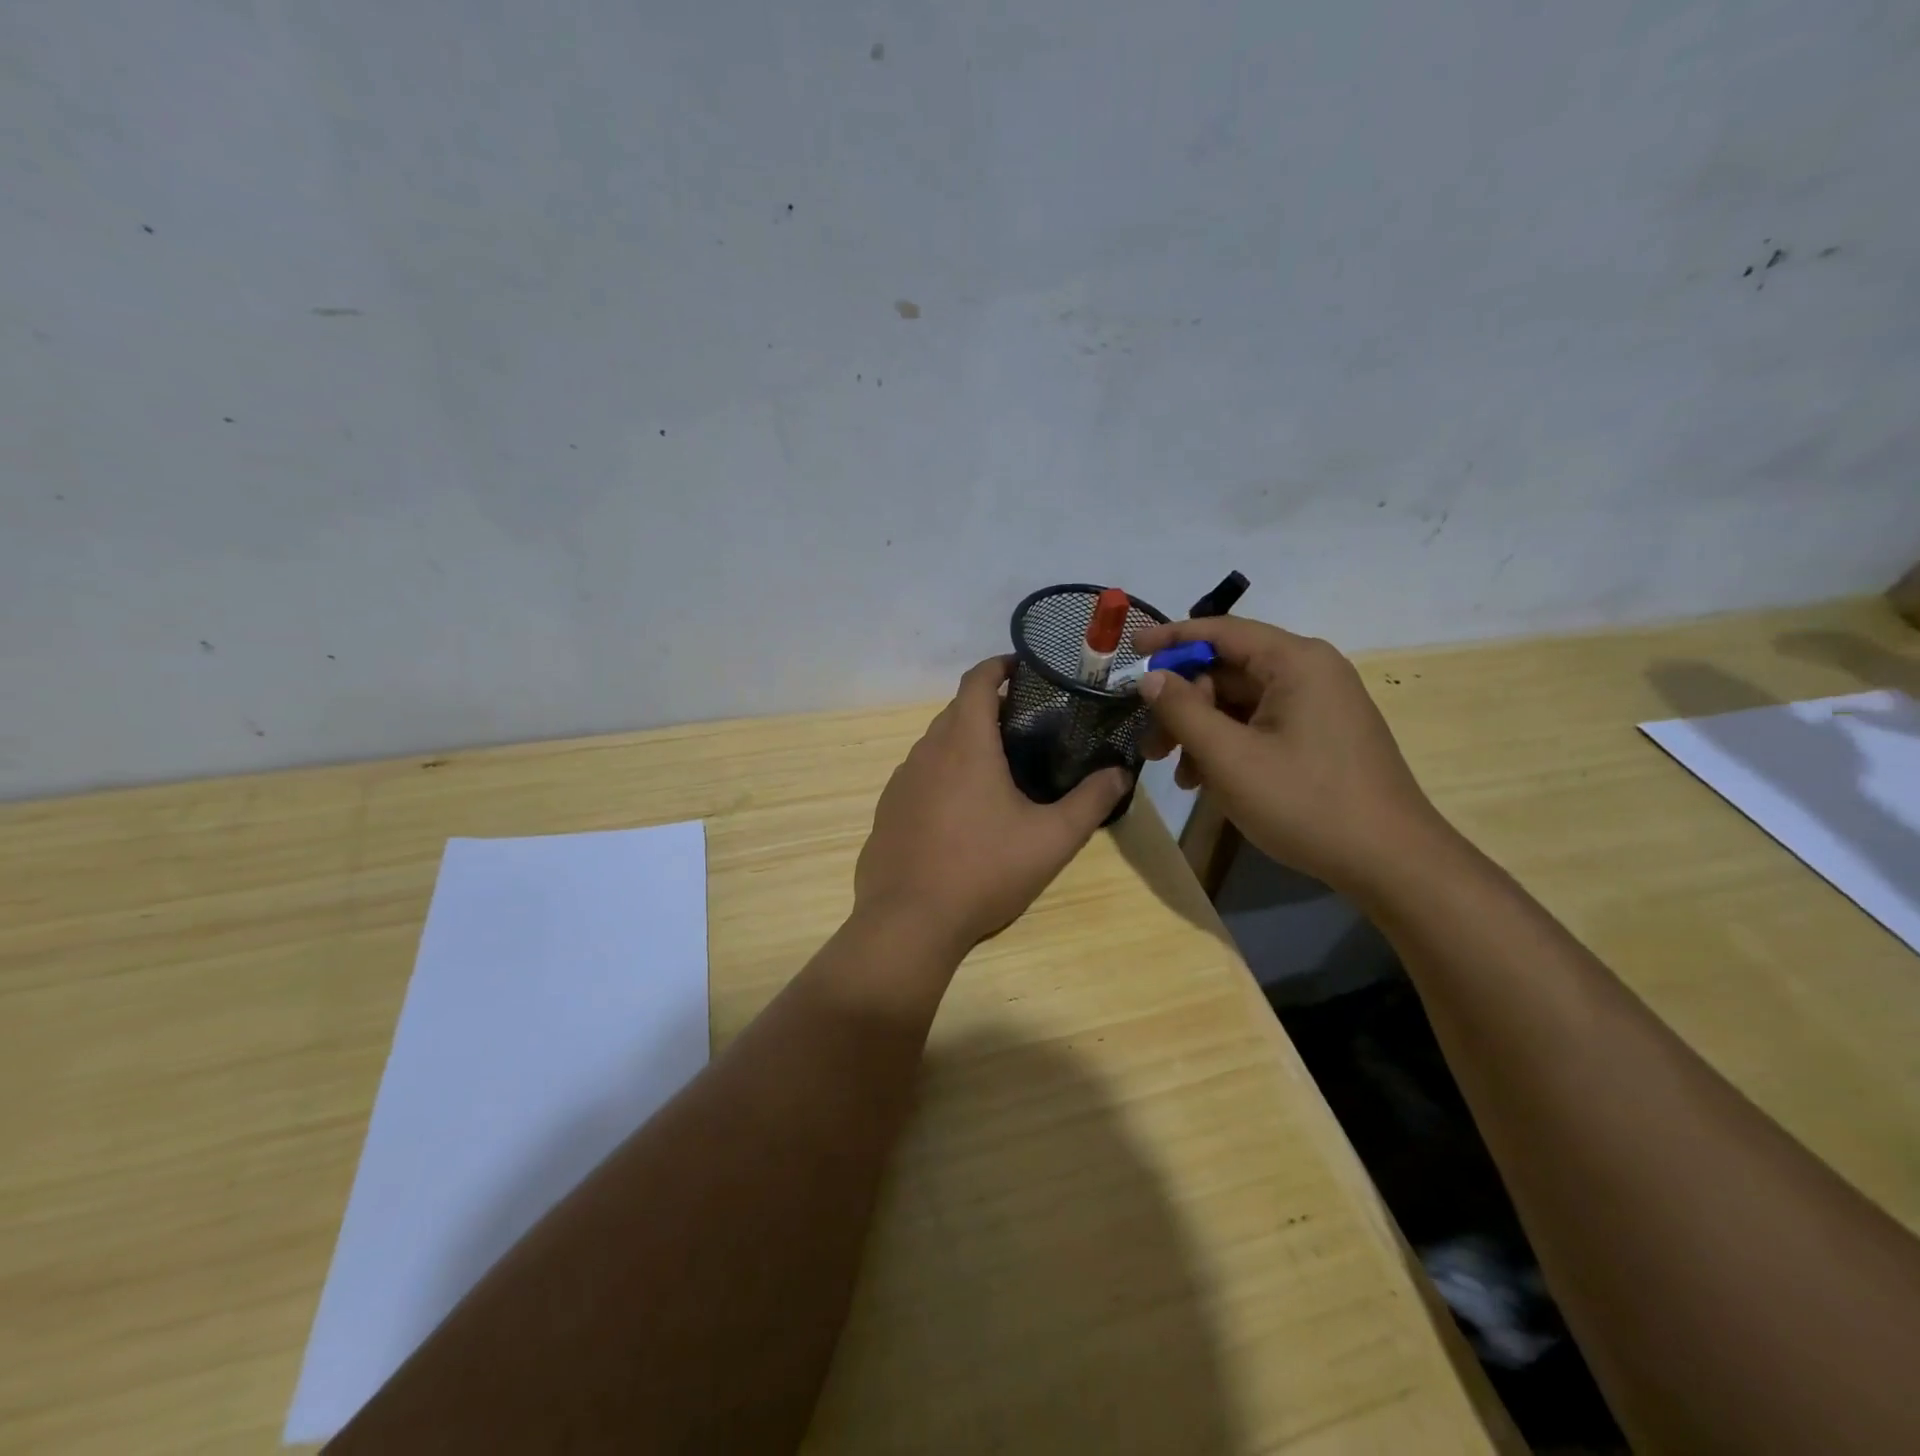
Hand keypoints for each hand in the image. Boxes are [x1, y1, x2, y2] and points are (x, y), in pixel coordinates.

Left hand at [854, 657, 1131, 952]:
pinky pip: (920, 776)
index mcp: (964, 743)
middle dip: (989, 707)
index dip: (1000, 665)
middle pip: (957, 710)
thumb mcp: (1051, 839)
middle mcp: (927, 751)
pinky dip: (943, 775)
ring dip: (965, 743)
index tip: (1024, 668)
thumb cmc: (984, 871)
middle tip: (1027, 727)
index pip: (977, 680)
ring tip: (998, 769)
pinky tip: (962, 812)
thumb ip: (1091, 802)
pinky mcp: (887, 810)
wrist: (908, 921)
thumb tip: (1120, 774)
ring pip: (936, 744)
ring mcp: (901, 781)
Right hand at [1134, 617, 1446, 896]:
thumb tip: (1151, 677)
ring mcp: (1319, 705)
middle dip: (1183, 705)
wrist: (1390, 861)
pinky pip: (1261, 725)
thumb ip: (1182, 711)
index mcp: (1295, 662)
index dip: (1171, 639)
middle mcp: (1310, 672)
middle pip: (1227, 671)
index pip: (1221, 631)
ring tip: (1180, 776)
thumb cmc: (1305, 802)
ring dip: (1202, 732)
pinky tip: (1209, 782)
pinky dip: (1229, 745)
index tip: (1130, 651)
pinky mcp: (1321, 735)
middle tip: (1151, 746)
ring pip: (1241, 702)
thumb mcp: (1229, 758)